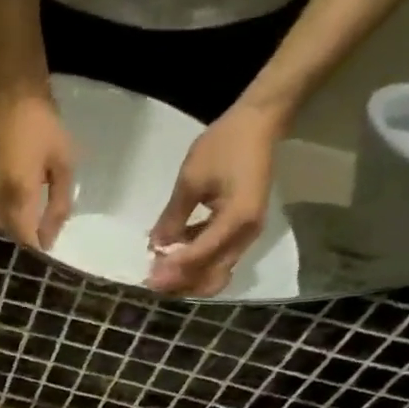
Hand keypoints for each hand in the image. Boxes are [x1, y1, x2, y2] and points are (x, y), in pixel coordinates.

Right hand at [0, 91, 74, 250]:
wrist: (13, 95)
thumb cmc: (44, 127)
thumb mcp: (63, 165)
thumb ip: (59, 205)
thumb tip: (50, 239)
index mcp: (19, 196)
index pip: (25, 239)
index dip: (37, 251)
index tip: (48, 255)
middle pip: (9, 236)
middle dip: (24, 243)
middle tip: (41, 242)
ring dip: (12, 232)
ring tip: (28, 231)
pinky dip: (0, 220)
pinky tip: (11, 217)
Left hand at [146, 102, 285, 296]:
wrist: (259, 123)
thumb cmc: (225, 145)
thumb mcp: (191, 179)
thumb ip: (172, 218)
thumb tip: (155, 248)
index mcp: (237, 219)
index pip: (200, 256)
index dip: (173, 271)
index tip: (148, 279)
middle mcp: (247, 235)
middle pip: (212, 277)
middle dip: (181, 284)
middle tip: (153, 280)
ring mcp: (247, 236)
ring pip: (216, 272)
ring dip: (188, 276)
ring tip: (159, 269)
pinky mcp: (242, 232)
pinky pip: (218, 258)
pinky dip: (196, 262)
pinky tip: (174, 253)